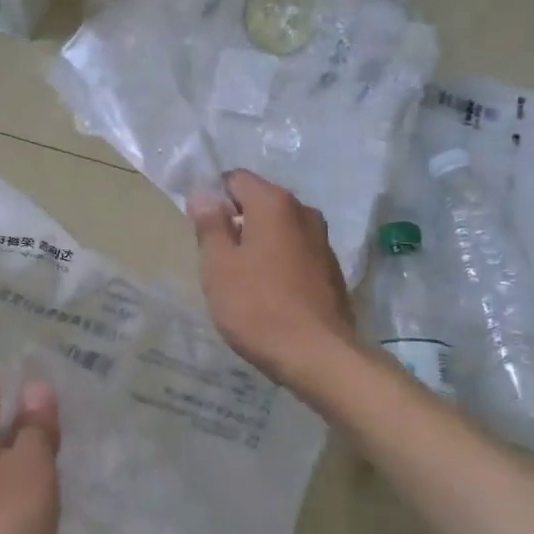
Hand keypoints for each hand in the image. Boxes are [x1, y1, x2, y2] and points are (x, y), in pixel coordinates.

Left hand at [0, 379, 60, 533]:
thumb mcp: (31, 471)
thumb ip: (36, 428)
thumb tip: (36, 388)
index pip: (3, 389)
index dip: (37, 403)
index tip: (67, 428)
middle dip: (31, 450)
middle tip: (67, 469)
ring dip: (19, 489)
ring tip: (53, 508)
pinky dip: (1, 522)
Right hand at [191, 170, 357, 388]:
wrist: (318, 355)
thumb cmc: (257, 307)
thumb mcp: (219, 266)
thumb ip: (209, 225)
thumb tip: (203, 194)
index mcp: (274, 203)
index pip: (236, 179)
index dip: (214, 198)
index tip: (202, 230)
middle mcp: (303, 212)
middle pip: (260, 202)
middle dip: (236, 222)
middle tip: (218, 259)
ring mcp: (322, 241)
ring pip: (279, 229)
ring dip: (259, 243)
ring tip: (242, 279)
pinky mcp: (331, 269)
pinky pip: (296, 252)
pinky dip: (279, 262)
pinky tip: (269, 294)